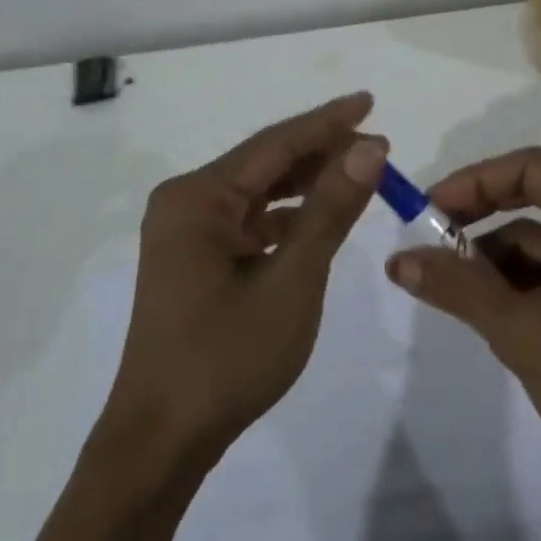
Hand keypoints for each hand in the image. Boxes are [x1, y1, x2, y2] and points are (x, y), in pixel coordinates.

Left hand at [98, 92, 387, 473]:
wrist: (163, 438)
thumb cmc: (228, 358)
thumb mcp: (292, 280)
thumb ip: (330, 210)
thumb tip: (369, 148)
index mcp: (198, 198)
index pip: (275, 144)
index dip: (328, 122)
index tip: (370, 102)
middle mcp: (185, 203)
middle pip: (265, 164)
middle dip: (321, 153)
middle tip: (378, 146)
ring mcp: (186, 233)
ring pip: (258, 193)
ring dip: (306, 184)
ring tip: (359, 176)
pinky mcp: (193, 260)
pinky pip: (248, 223)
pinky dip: (286, 218)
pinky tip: (318, 220)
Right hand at [385, 147, 540, 485]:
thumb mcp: (520, 331)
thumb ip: (457, 287)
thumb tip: (397, 259)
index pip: (531, 169)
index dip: (474, 182)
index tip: (430, 210)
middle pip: (539, 200)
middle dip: (482, 221)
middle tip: (434, 245)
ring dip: (500, 260)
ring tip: (458, 293)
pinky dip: (526, 282)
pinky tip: (496, 313)